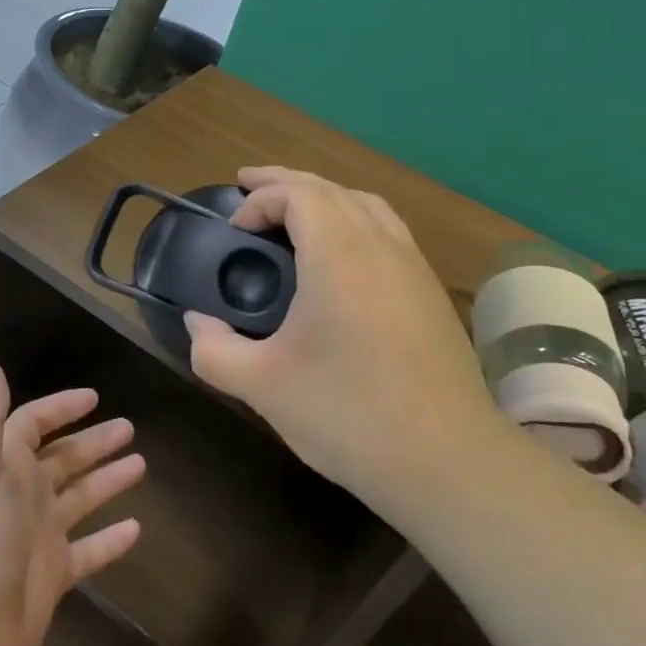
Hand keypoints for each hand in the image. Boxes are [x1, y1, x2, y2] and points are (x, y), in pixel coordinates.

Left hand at [0, 363, 144, 645]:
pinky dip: (111, 540)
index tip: (94, 397)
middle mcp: (22, 495)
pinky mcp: (53, 575)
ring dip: (107, 480)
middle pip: (64, 459)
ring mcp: (39, 536)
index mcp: (4, 467)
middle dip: (94, 442)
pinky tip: (138, 528)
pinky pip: (89, 550)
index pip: (33, 424)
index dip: (61, 407)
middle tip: (130, 428)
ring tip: (141, 464)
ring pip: (80, 498)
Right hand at [184, 167, 500, 508]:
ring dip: (323, 196)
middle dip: (285, 182)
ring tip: (293, 210)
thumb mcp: (263, 386)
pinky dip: (353, 219)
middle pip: (331, 188)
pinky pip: (387, 229)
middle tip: (248, 186)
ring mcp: (413, 266)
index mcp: (339, 254)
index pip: (297, 194)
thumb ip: (214, 350)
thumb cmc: (349, 415)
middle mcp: (380, 245)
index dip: (260, 200)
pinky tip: (341, 254)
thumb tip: (196, 323)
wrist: (449, 462)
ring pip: (365, 204)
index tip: (233, 230)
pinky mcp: (431, 292)